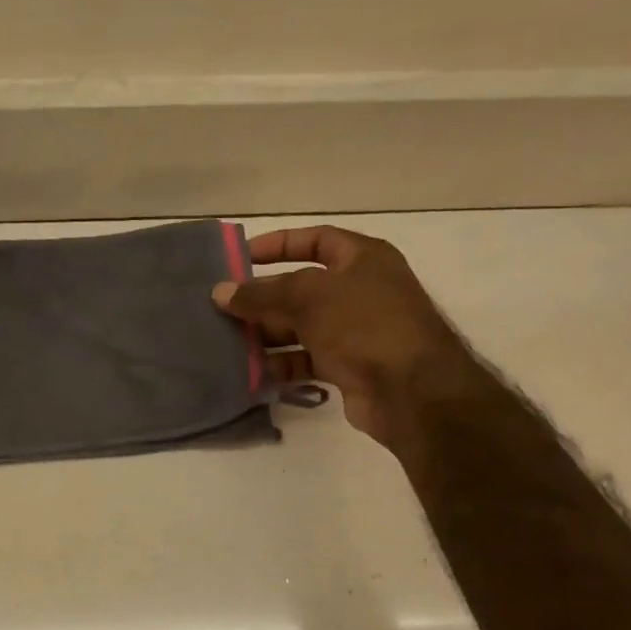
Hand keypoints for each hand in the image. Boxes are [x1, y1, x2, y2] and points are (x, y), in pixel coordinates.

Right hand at [211, 225, 472, 447]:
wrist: (410, 389)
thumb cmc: (364, 324)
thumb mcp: (308, 298)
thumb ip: (261, 293)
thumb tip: (220, 292)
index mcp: (362, 259)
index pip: (316, 240)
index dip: (278, 245)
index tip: (241, 258)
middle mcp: (360, 291)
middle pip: (301, 289)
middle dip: (263, 299)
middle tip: (223, 309)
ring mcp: (355, 331)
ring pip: (300, 328)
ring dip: (267, 335)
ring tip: (230, 343)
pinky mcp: (348, 367)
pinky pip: (306, 360)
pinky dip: (282, 365)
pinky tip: (254, 372)